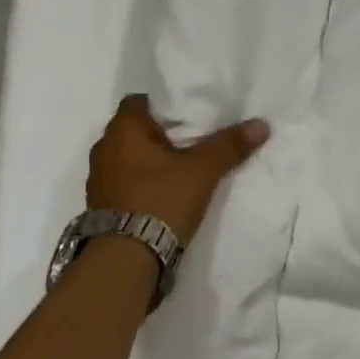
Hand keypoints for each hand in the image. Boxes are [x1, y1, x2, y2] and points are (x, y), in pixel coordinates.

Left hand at [86, 95, 269, 242]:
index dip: (166, 105)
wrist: (127, 257)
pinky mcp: (100, 205)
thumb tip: (261, 124)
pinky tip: (163, 195)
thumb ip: (230, 145)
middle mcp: (103, 147)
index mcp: (123, 129)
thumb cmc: (161, 200)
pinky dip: (141, 183)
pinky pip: (124, 182)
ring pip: (129, 158)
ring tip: (180, 170)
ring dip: (149, 162)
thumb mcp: (203, 171)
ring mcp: (98, 178)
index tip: (190, 117)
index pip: (140, 101)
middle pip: (135, 130)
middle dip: (161, 135)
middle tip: (192, 142)